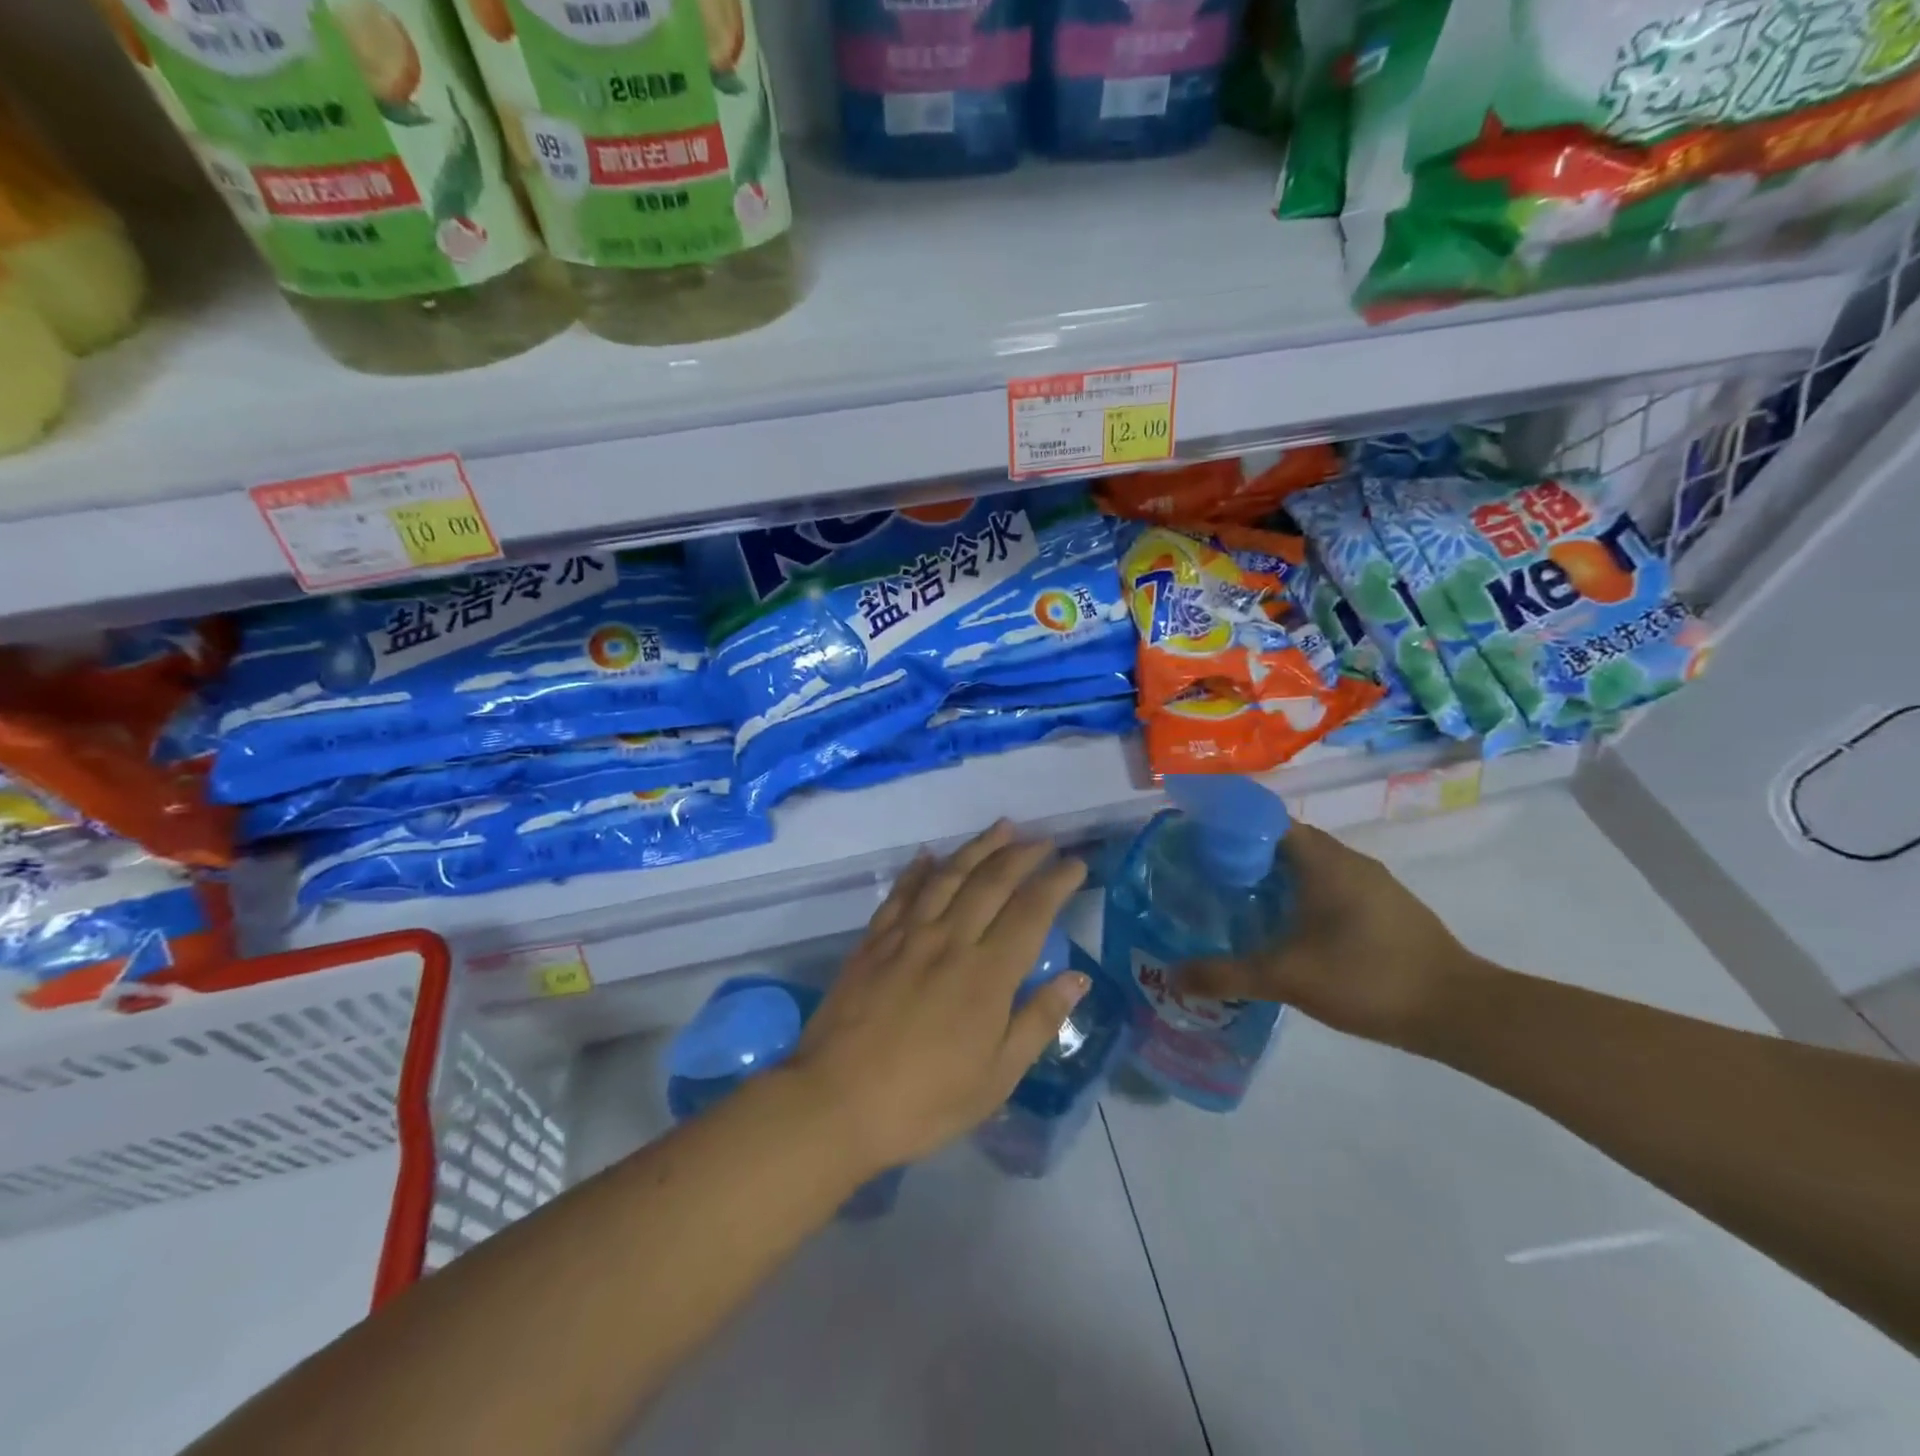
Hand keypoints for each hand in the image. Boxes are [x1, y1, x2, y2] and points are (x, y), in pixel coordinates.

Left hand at [786, 822, 1090, 1170]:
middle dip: (1022, 854)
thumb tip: (1077, 978)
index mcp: (987, 974)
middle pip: (991, 882)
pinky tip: (929, 855)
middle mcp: (950, 940)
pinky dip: (919, 870)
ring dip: (978, 848)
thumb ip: (1038, 1021)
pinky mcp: (873, 941)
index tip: (1075, 864)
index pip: (1031, 912)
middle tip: (1043, 839)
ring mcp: (907, 936)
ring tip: (1001, 828)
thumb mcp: (997, 1077)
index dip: (1056, 883)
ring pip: (948, 876)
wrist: (837, 1102)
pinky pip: (901, 893)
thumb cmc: (926, 1100)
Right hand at [1176, 822, 1479, 1050]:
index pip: (1264, 818)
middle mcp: (1348, 860)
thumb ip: (1226, 975)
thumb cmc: (1367, 977)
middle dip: (1243, 853)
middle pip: (1283, 841)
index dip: (1227, 823)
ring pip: (1309, 866)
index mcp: (1322, 860)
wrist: (1460, 1012)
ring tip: (1236, 901)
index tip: (1195, 840)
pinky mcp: (1385, 909)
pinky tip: (1286, 929)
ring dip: (1273, 877)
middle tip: (1205, 875)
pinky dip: (1300, 896)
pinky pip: (1330, 887)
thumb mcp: (1287, 977)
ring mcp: (1372, 884)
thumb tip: (1172, 977)